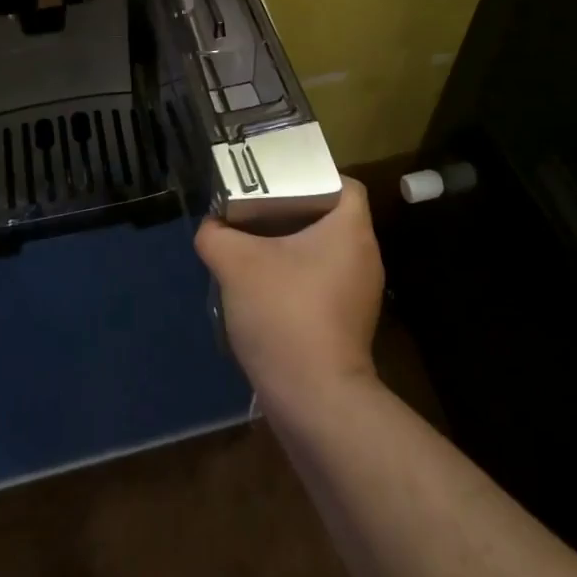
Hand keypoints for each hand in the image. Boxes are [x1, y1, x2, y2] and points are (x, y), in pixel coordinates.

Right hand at [195, 178, 383, 407]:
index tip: (278, 183)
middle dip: (293, 212)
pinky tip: (266, 291)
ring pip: (326, 253)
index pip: (344, 185)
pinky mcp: (350, 324)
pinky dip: (298, 280)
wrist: (314, 399)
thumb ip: (216, 235)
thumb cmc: (284, 313)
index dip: (313, 177)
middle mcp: (365, 256)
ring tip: (254, 248)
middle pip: (331, 218)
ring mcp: (361, 294)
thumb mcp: (236, 264)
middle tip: (256, 211)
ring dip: (293, 249)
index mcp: (351, 229)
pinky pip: (324, 284)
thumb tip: (210, 227)